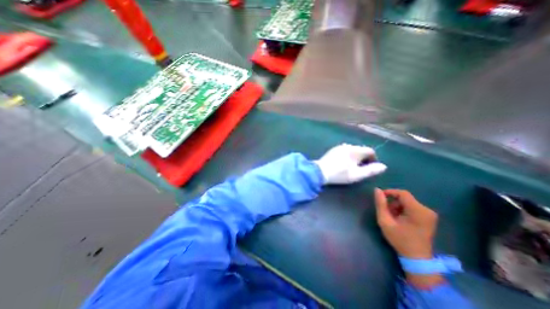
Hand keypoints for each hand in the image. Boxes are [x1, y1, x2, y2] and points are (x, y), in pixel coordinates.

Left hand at [313, 143, 385, 184]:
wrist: (319, 172)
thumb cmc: (339, 174)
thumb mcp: (356, 175)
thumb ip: (371, 170)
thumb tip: (384, 166)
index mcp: (354, 150)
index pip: (370, 150)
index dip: (373, 159)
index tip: (370, 168)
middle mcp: (347, 145)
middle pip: (361, 150)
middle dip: (364, 158)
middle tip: (361, 169)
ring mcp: (339, 147)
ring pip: (353, 150)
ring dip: (356, 157)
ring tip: (353, 167)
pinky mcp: (333, 150)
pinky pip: (345, 151)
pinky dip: (348, 156)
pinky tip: (344, 164)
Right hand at [371, 189, 442, 288]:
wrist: (417, 258)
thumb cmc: (400, 239)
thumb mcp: (385, 221)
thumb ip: (381, 204)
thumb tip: (377, 190)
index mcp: (418, 211)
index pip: (403, 193)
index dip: (390, 192)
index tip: (380, 197)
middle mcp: (427, 210)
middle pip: (405, 198)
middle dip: (393, 203)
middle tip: (386, 212)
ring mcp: (429, 214)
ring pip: (408, 202)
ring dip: (397, 206)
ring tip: (392, 217)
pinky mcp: (429, 217)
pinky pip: (412, 207)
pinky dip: (403, 210)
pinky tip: (400, 219)